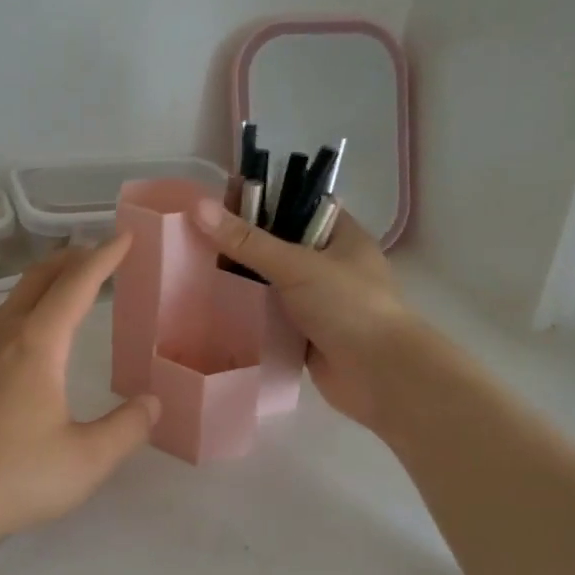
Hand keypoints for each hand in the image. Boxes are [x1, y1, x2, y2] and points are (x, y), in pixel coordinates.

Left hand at [0, 238, 160, 568]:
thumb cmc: (13, 477)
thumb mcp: (86, 460)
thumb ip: (127, 428)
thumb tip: (152, 402)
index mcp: (37, 344)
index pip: (76, 284)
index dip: (105, 257)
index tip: (126, 236)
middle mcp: (3, 336)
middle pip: (39, 278)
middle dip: (73, 258)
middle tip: (102, 252)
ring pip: (15, 298)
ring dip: (47, 281)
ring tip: (72, 285)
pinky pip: (1, 320)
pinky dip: (28, 306)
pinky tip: (32, 334)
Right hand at [189, 197, 414, 432]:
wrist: (380, 375)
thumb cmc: (348, 306)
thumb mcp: (296, 265)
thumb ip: (247, 240)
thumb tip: (198, 207)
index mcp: (339, 235)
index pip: (295, 205)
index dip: (259, 199)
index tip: (216, 202)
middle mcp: (329, 264)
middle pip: (278, 244)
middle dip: (242, 243)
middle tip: (195, 237)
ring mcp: (317, 300)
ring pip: (271, 282)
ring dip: (241, 280)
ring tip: (194, 268)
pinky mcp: (304, 332)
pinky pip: (269, 315)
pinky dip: (247, 313)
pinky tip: (213, 307)